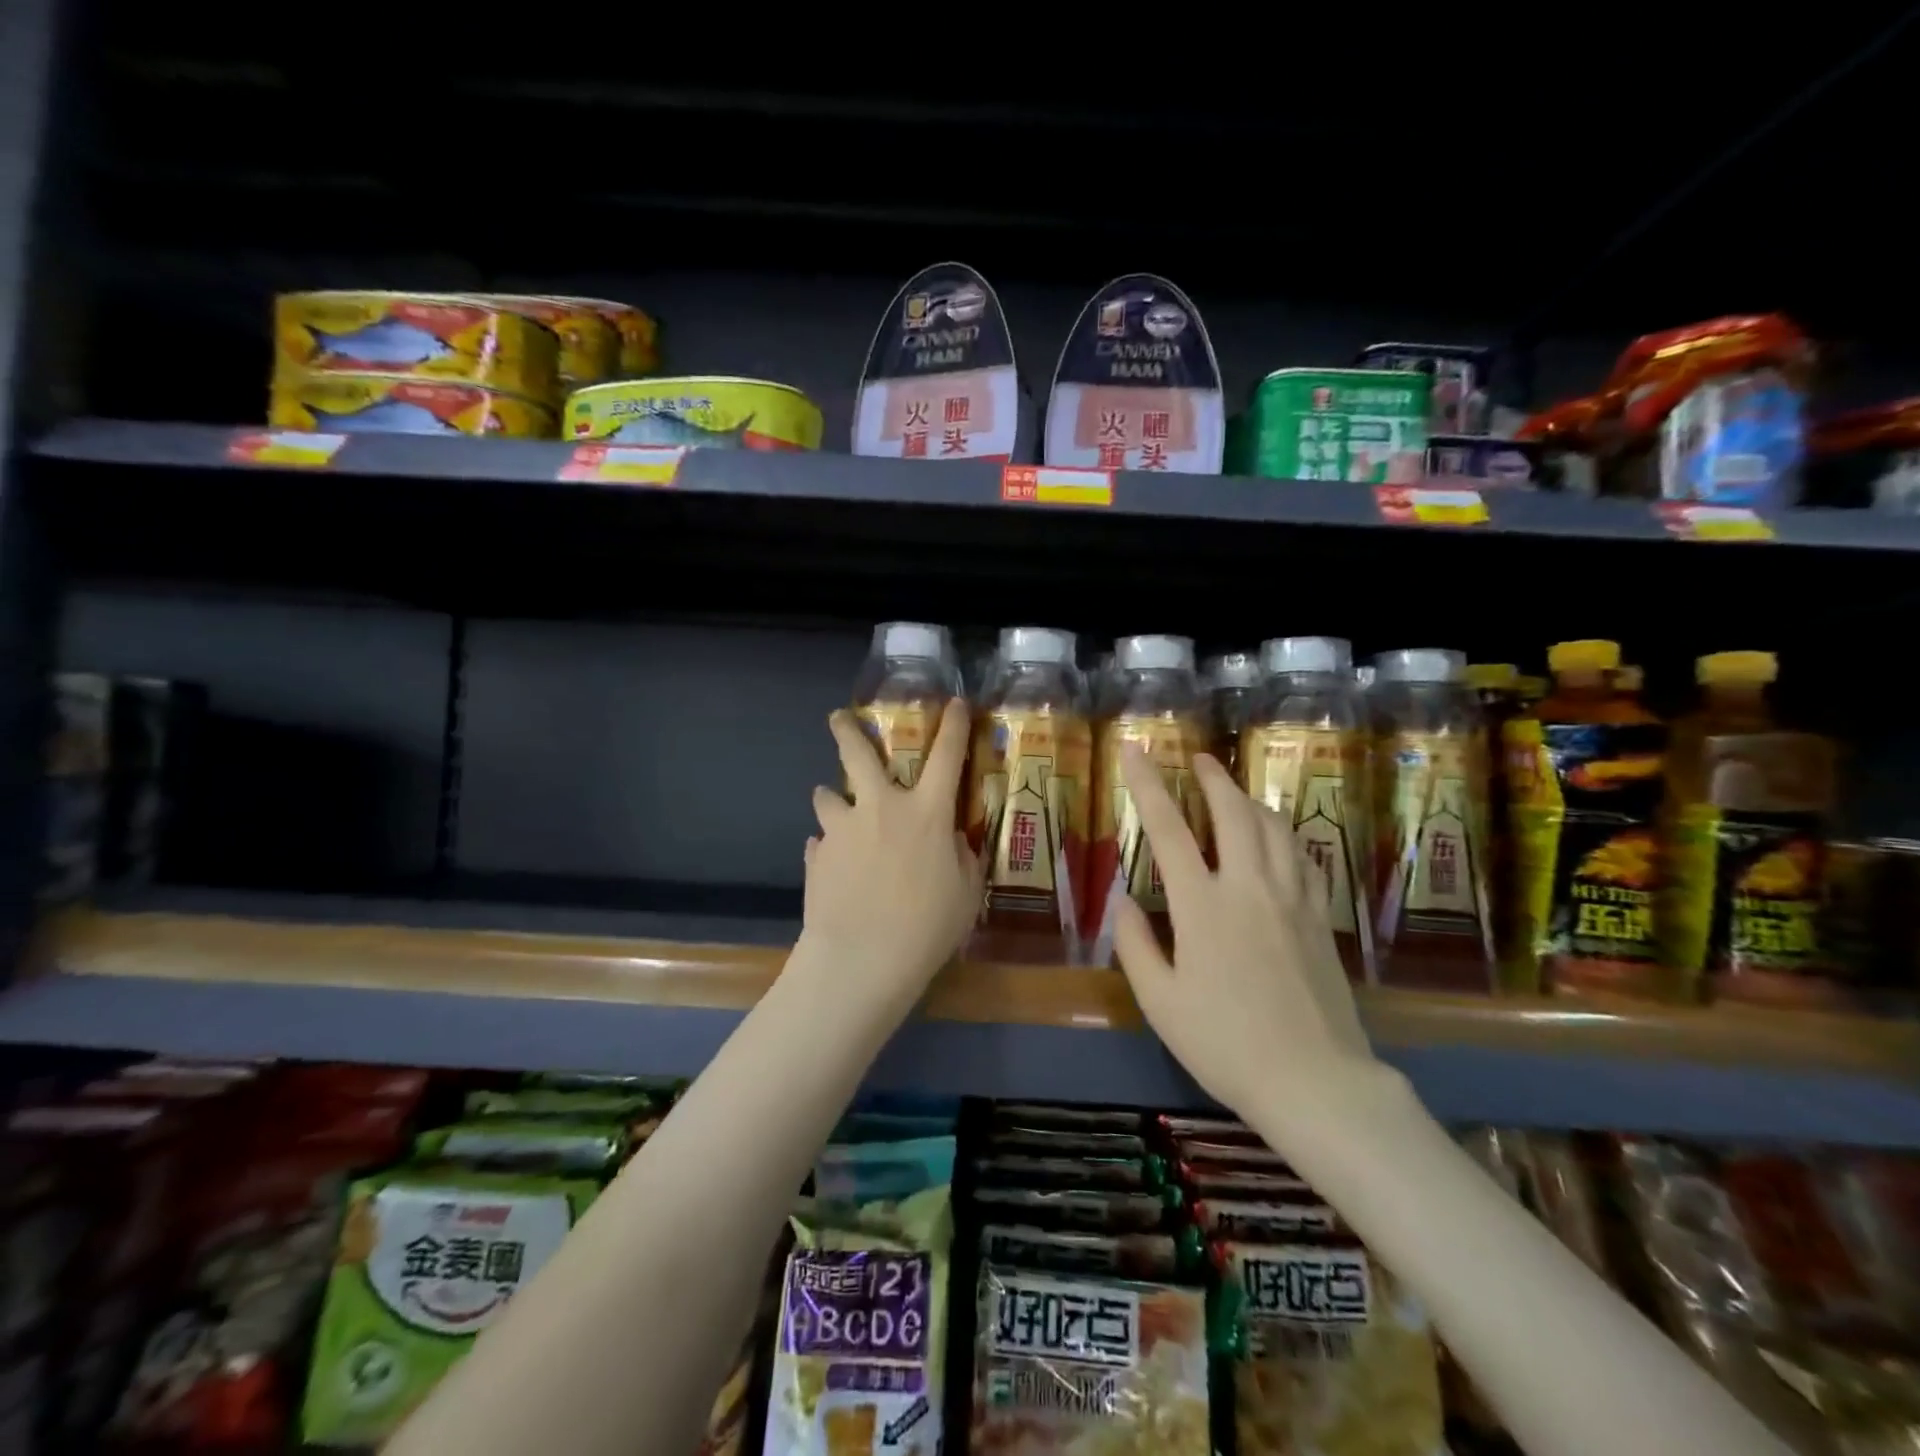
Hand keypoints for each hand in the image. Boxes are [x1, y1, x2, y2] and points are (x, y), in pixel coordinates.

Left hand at [801, 700, 983, 1008]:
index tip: (952, 703)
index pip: (946, 755)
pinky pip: (821, 842)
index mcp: (926, 812)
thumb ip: (960, 859)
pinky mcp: (817, 856)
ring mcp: (842, 829)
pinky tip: (834, 866)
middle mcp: (881, 807)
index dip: (952, 725)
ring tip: (833, 806)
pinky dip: (829, 847)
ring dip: (831, 797)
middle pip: (859, 753)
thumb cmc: (927, 928)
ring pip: (827, 795)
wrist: (862, 960)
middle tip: (838, 717)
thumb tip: (950, 843)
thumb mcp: (965, 894)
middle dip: (847, 729)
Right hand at [1112, 745, 1387, 1121]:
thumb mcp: (1160, 1002)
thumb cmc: (1225, 1044)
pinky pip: (1303, 856)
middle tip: (1198, 758)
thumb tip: (1124, 901)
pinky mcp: (1318, 916)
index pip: (1168, 828)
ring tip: (1233, 791)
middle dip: (1213, 778)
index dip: (1146, 784)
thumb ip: (1136, 945)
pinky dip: (1284, 833)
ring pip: (1274, 827)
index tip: (1134, 750)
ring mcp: (1291, 898)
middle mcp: (1249, 887)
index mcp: (1203, 905)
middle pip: (1233, 812)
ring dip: (1250, 799)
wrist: (1315, 1081)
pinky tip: (1277, 837)